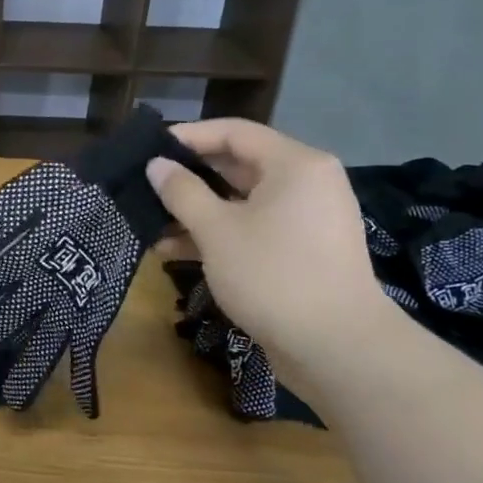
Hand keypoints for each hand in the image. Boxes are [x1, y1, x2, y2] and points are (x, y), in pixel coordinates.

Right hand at [145, 119, 389, 363]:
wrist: (338, 350)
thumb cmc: (274, 274)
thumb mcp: (216, 230)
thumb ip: (182, 192)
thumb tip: (156, 165)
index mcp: (294, 164)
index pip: (234, 132)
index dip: (188, 137)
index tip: (148, 149)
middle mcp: (305, 184)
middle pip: (237, 166)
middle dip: (188, 179)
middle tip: (144, 186)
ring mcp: (306, 220)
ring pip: (241, 202)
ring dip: (196, 212)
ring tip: (151, 224)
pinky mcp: (301, 253)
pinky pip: (253, 229)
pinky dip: (218, 235)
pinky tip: (175, 251)